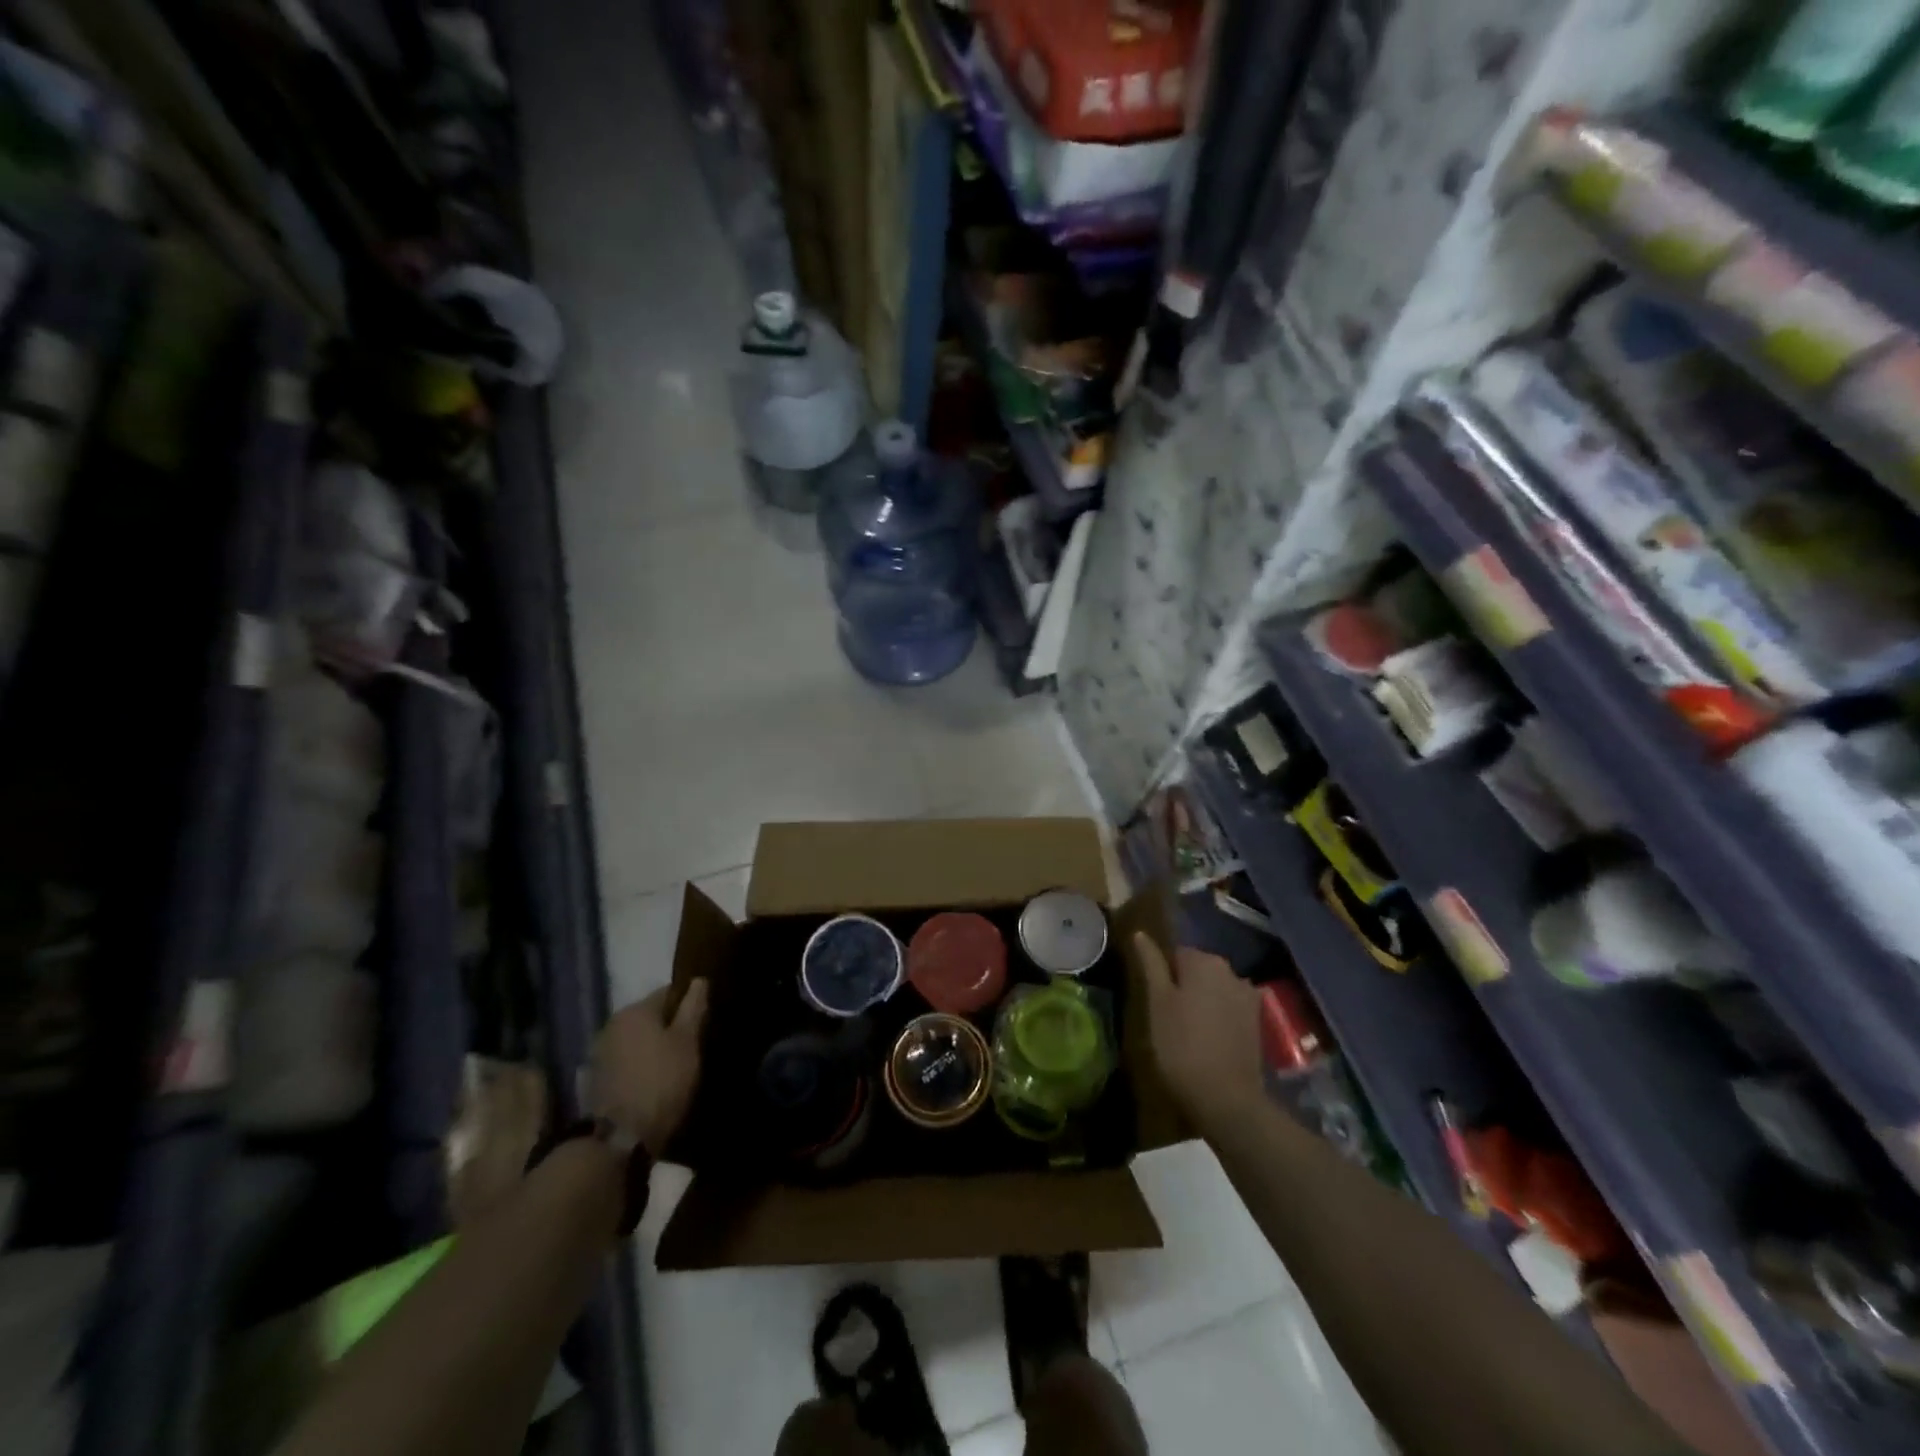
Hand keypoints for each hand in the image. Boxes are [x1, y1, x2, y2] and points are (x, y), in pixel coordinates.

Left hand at [591, 981, 708, 1157]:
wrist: (620, 1139)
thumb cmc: (662, 1081)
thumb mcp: (688, 1042)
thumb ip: (693, 1008)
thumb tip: (699, 980)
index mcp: (635, 1010)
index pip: (669, 992)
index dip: (689, 1003)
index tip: (704, 1019)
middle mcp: (613, 1023)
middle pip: (650, 1016)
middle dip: (670, 1025)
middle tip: (693, 1044)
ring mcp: (600, 1052)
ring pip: (637, 1038)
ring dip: (653, 1046)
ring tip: (675, 1064)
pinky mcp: (596, 1078)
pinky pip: (626, 1059)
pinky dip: (640, 1063)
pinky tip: (654, 1079)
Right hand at [1136, 934, 1265, 1134]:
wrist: (1227, 1098)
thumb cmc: (1182, 1045)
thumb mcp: (1157, 1002)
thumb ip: (1151, 963)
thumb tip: (1140, 933)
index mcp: (1205, 960)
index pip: (1175, 954)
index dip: (1161, 977)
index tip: (1154, 1001)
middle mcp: (1231, 971)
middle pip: (1197, 969)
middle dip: (1183, 986)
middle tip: (1167, 1017)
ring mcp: (1248, 997)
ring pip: (1214, 989)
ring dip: (1201, 1002)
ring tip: (1186, 1030)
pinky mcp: (1257, 1022)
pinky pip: (1229, 1008)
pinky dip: (1217, 1017)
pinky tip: (1208, 1039)